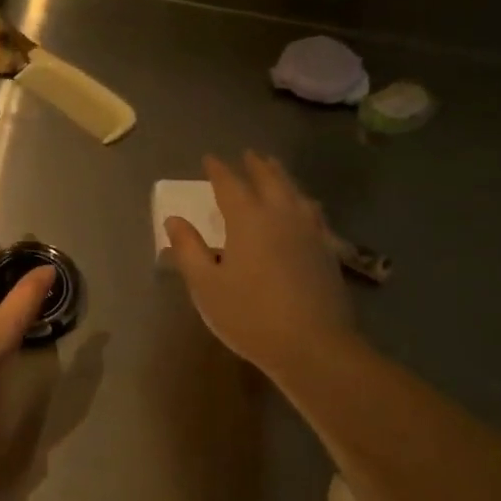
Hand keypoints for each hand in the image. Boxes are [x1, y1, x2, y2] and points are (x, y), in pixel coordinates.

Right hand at [163, 152, 350, 375]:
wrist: (314, 346)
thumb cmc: (250, 315)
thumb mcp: (206, 285)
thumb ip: (188, 249)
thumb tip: (174, 219)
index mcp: (248, 219)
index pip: (230, 184)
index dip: (218, 170)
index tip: (210, 158)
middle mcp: (281, 215)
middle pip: (270, 180)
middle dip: (256, 165)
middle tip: (248, 155)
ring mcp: (310, 231)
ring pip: (296, 192)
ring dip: (282, 177)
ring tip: (275, 170)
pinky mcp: (327, 250)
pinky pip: (313, 212)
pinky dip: (302, 201)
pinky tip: (304, 209)